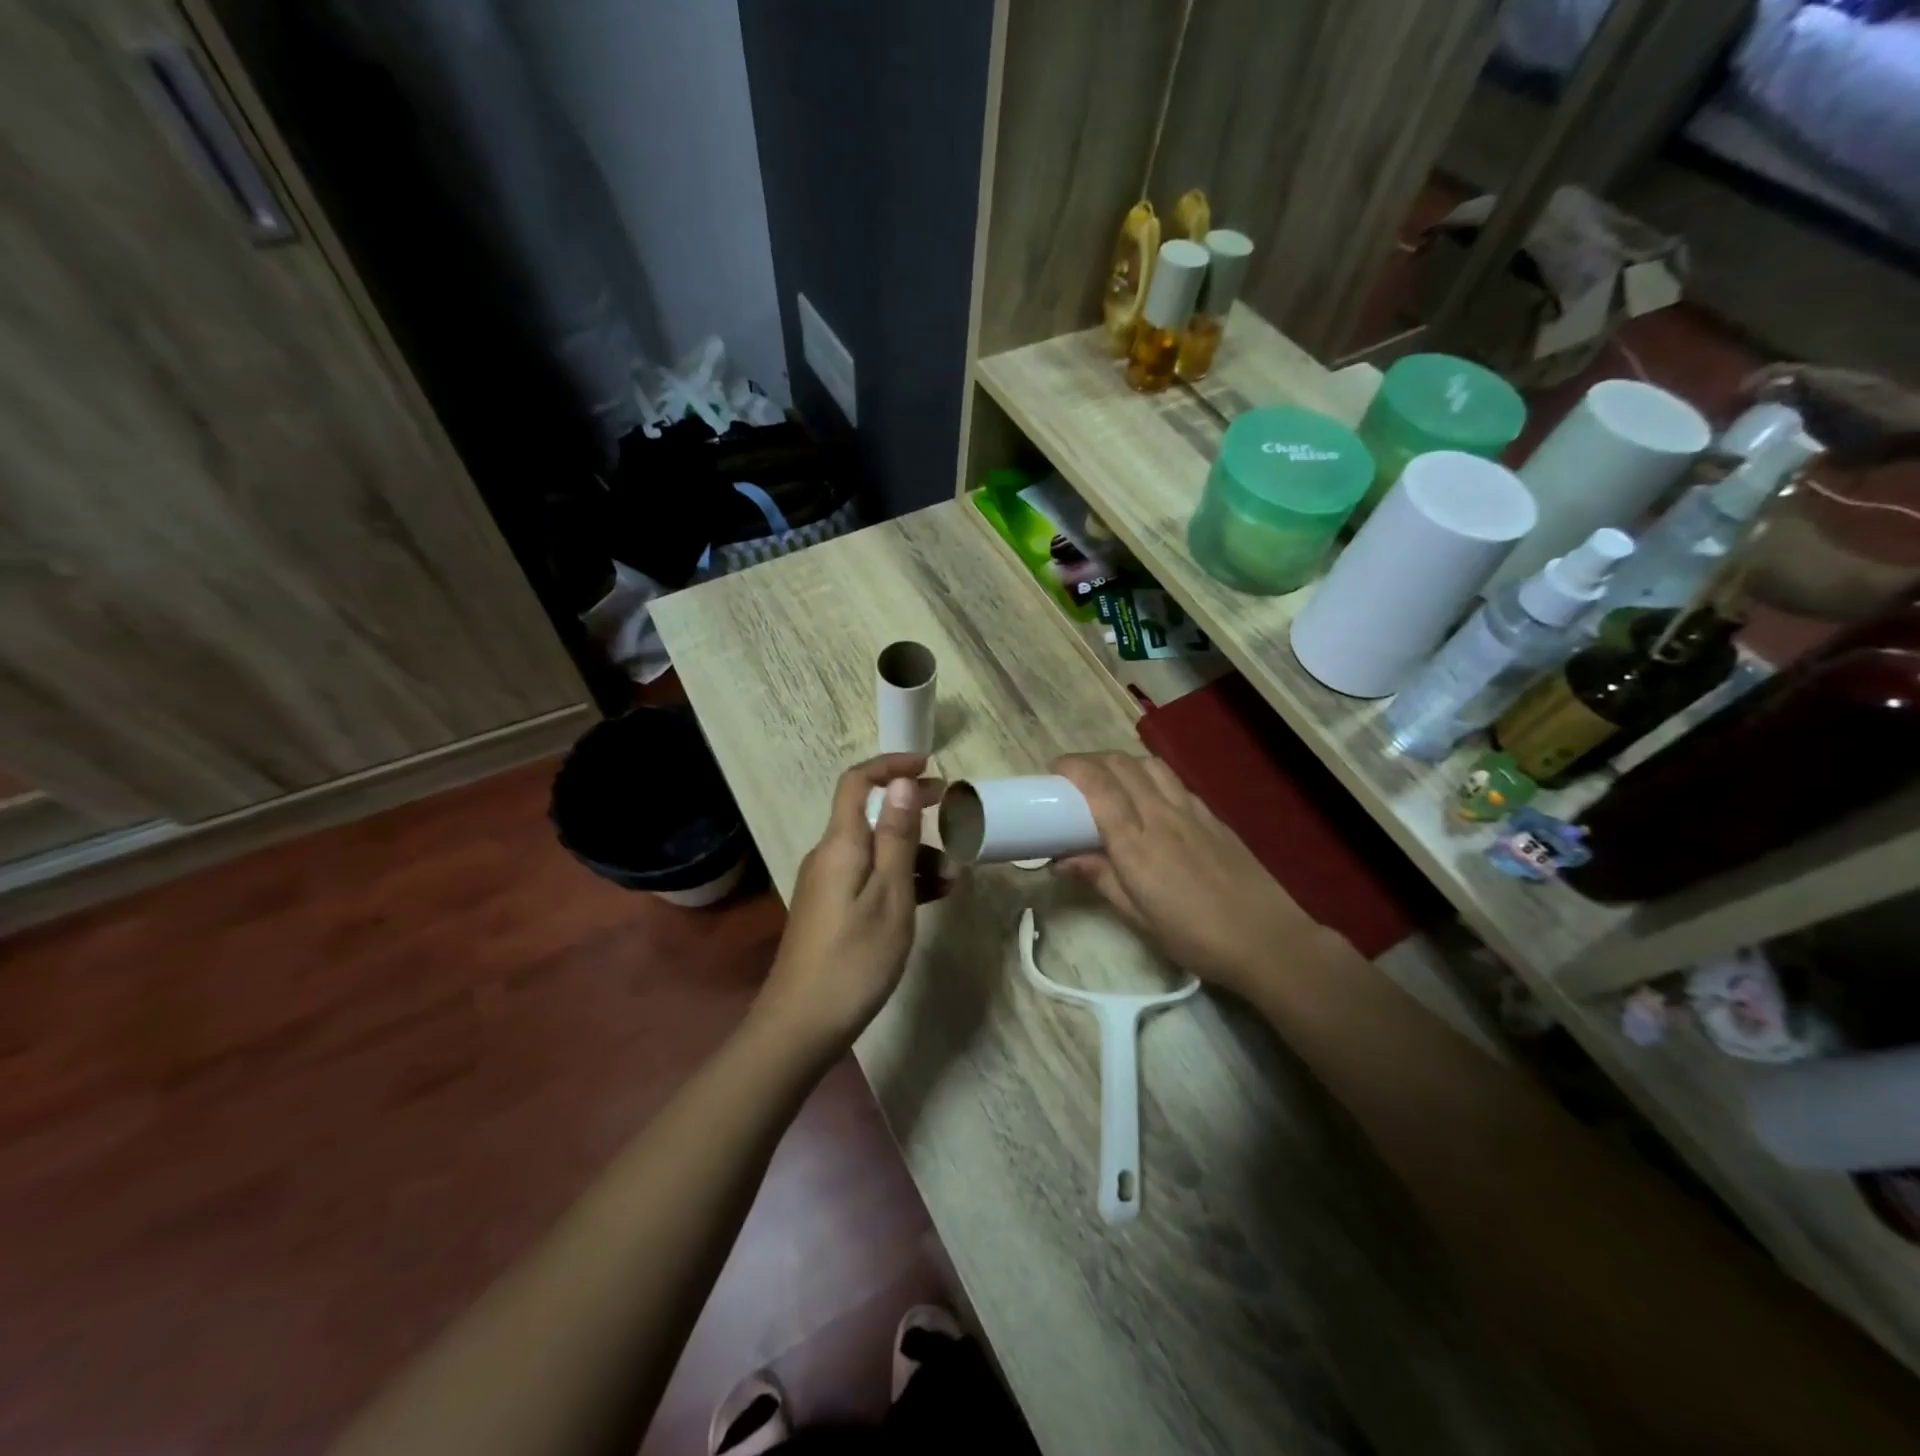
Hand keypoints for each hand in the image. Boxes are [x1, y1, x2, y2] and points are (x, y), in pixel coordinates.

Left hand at [755, 753, 940, 1055]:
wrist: (802, 1025)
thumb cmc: (854, 957)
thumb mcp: (889, 894)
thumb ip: (895, 837)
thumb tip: (899, 783)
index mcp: (840, 844)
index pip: (857, 783)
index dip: (890, 766)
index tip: (929, 767)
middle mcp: (830, 856)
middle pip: (870, 815)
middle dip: (912, 811)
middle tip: (953, 814)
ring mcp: (830, 885)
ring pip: (876, 852)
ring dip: (914, 855)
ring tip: (955, 878)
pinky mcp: (834, 910)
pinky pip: (871, 879)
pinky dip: (901, 879)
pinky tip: (933, 896)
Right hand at [1051, 752, 1345, 1000]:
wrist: (1268, 940)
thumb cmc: (1195, 937)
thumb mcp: (1138, 917)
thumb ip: (1100, 879)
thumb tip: (1061, 859)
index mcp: (1137, 845)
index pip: (1100, 787)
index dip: (1074, 768)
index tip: (1054, 770)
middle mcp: (1162, 816)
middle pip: (1122, 765)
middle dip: (1091, 760)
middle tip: (1073, 776)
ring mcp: (1191, 812)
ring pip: (1150, 765)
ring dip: (1123, 762)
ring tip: (1109, 780)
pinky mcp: (1213, 816)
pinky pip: (1174, 781)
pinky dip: (1151, 776)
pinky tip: (1149, 798)